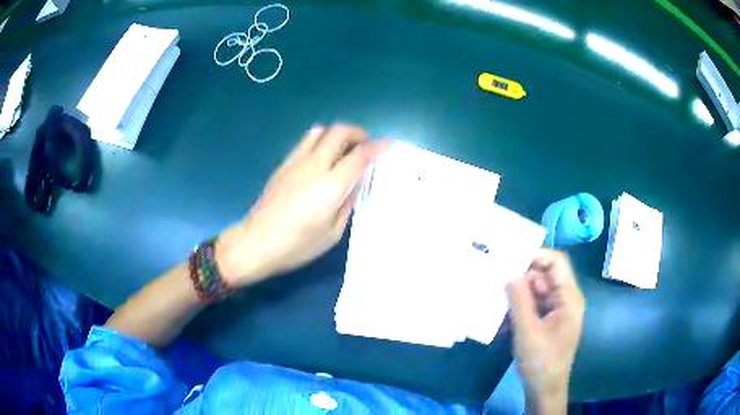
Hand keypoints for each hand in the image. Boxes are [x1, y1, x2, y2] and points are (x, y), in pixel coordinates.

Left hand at [215, 124, 388, 286]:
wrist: (256, 243)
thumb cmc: (297, 246)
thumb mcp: (332, 233)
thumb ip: (348, 202)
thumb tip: (356, 182)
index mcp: (330, 187)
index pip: (359, 155)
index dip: (377, 147)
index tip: (388, 145)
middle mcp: (314, 166)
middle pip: (339, 132)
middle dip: (358, 133)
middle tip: (366, 145)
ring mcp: (296, 162)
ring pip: (320, 131)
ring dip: (338, 134)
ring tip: (345, 149)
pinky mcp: (283, 164)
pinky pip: (306, 141)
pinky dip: (321, 140)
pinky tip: (323, 157)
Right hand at [506, 249, 584, 412]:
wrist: (545, 389)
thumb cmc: (541, 362)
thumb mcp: (527, 331)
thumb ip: (519, 300)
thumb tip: (508, 272)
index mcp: (569, 298)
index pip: (556, 263)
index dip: (536, 255)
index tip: (510, 257)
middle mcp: (566, 299)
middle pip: (545, 276)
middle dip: (523, 277)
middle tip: (497, 279)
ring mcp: (558, 310)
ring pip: (538, 290)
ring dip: (519, 294)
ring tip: (497, 299)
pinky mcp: (550, 320)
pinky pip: (535, 305)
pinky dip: (521, 307)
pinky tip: (505, 316)